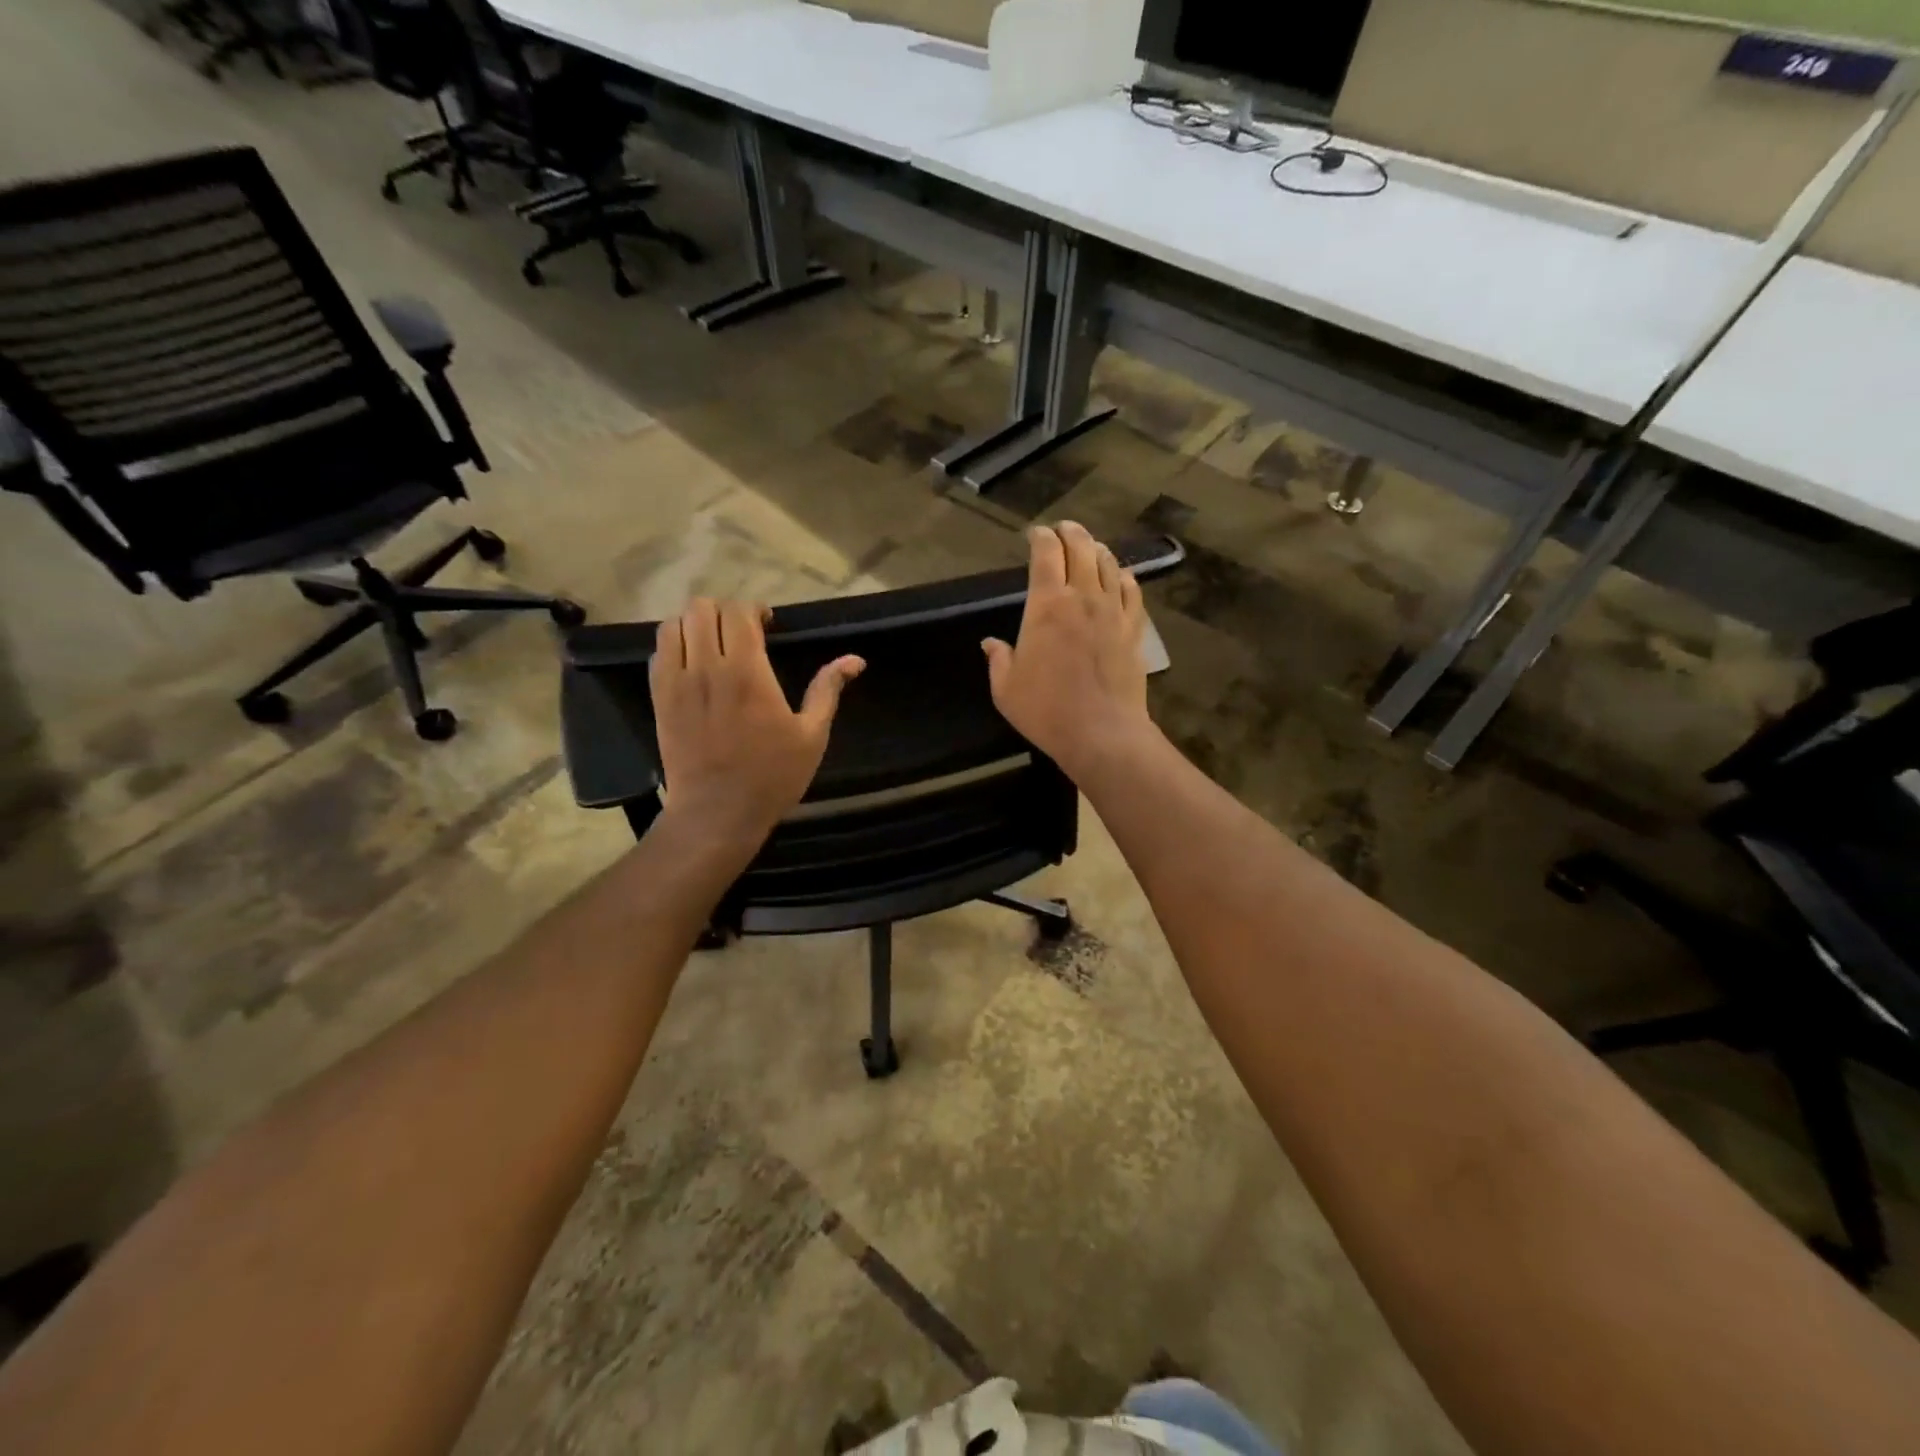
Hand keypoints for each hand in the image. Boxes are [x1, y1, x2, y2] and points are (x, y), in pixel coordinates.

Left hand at [649, 598, 863, 845]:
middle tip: (742, 632)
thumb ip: (827, 690)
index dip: (754, 609)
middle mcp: (707, 668)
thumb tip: (855, 659)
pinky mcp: (659, 698)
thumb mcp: (811, 736)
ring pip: (674, 624)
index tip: (768, 626)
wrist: (717, 813)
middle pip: (702, 608)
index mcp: (748, 673)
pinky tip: (693, 665)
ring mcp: (677, 682)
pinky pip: (658, 653)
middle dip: (725, 611)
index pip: (739, 612)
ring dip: (696, 625)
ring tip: (714, 644)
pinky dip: (675, 646)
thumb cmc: (771, 777)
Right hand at [982, 522, 1154, 779]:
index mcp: (1047, 605)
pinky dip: (1124, 577)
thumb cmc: (1046, 710)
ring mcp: (1114, 611)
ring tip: (1091, 547)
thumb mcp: (1005, 689)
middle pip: (1082, 548)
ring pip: (1109, 564)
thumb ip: (998, 659)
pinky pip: (1133, 592)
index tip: (1035, 534)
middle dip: (1070, 533)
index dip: (1040, 537)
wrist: (1102, 733)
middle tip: (1063, 530)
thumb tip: (990, 643)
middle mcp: (1083, 597)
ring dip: (1097, 550)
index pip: (1046, 554)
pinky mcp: (1134, 629)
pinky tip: (1121, 577)